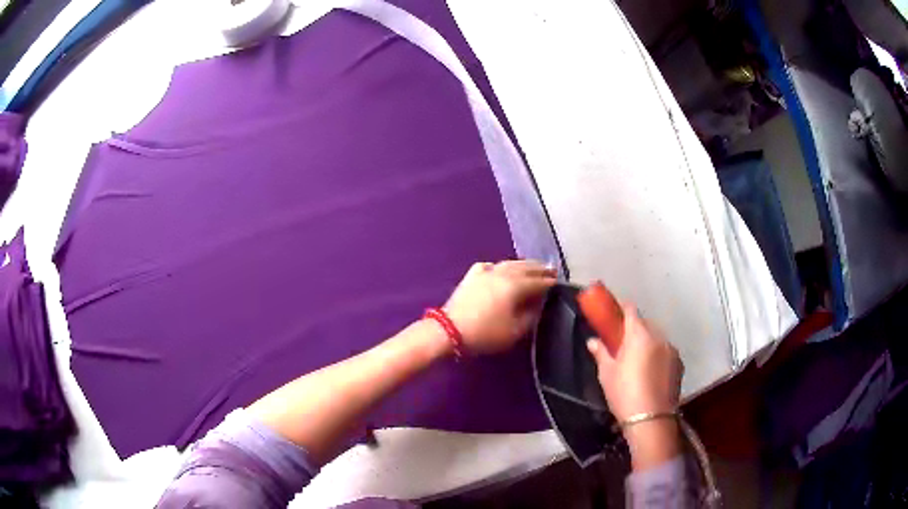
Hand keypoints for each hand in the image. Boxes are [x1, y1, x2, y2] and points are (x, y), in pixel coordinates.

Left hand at [444, 260, 556, 354]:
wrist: (449, 330)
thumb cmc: (486, 333)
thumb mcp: (515, 330)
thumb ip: (531, 315)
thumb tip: (539, 304)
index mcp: (515, 285)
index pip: (538, 281)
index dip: (550, 282)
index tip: (560, 283)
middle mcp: (502, 273)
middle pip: (525, 267)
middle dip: (539, 269)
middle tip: (552, 270)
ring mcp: (485, 272)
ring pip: (509, 263)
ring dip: (523, 265)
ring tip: (533, 267)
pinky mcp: (472, 276)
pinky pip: (491, 266)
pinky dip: (501, 266)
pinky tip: (501, 269)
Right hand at [586, 304, 683, 468]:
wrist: (651, 419)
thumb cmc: (624, 394)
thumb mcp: (607, 374)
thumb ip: (601, 353)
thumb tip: (592, 341)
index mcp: (639, 335)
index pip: (631, 310)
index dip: (622, 309)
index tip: (614, 314)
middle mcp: (658, 337)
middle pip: (645, 324)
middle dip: (634, 330)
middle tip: (623, 344)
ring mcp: (671, 350)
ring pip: (657, 339)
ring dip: (648, 343)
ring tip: (638, 362)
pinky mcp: (679, 364)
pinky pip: (666, 352)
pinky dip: (658, 356)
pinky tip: (651, 374)